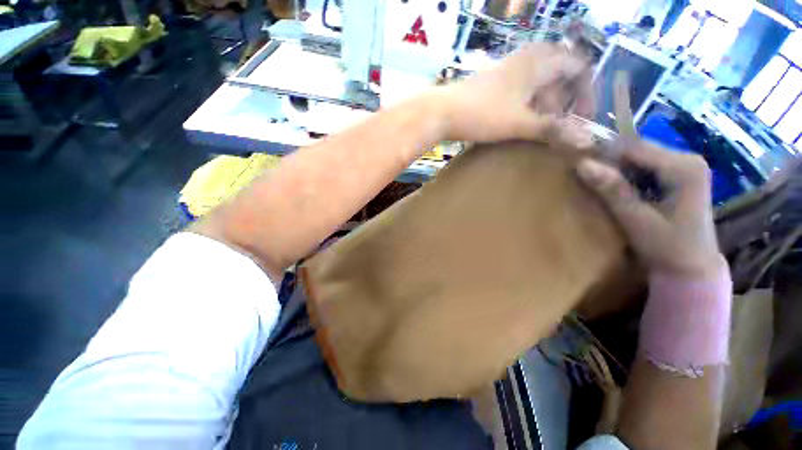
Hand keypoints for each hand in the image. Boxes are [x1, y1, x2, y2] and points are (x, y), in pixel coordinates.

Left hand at [437, 43, 593, 142]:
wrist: (441, 111)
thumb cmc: (482, 114)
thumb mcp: (519, 123)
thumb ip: (551, 130)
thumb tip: (586, 141)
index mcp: (538, 63)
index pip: (578, 66)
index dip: (587, 90)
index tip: (583, 116)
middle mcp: (525, 60)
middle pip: (558, 73)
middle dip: (564, 99)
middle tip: (559, 124)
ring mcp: (506, 70)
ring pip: (537, 82)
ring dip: (544, 103)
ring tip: (540, 127)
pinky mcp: (492, 82)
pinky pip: (519, 88)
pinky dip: (526, 103)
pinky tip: (520, 121)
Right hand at [577, 141, 721, 278]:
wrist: (692, 268)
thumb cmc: (668, 248)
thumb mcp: (637, 220)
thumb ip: (612, 191)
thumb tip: (582, 165)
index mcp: (684, 167)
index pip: (635, 147)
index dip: (602, 151)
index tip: (573, 159)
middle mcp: (687, 159)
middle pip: (638, 149)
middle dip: (608, 159)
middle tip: (580, 171)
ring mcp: (684, 166)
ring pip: (639, 157)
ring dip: (614, 167)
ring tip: (592, 179)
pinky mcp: (679, 175)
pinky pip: (644, 166)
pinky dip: (624, 174)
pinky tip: (613, 186)